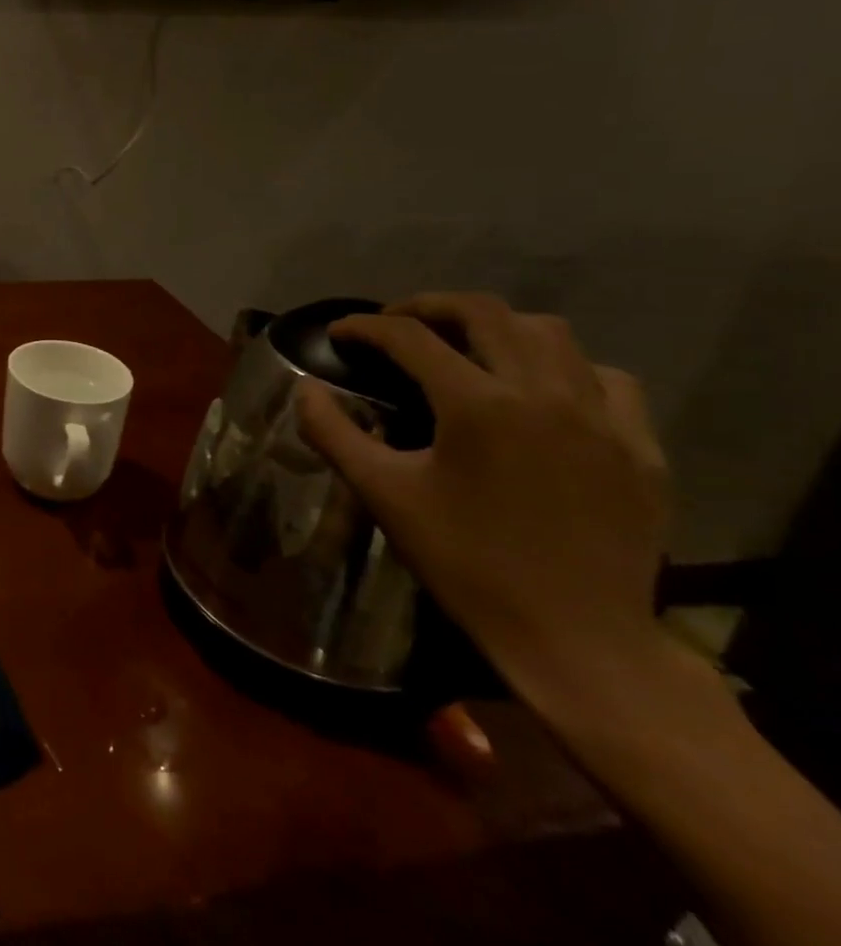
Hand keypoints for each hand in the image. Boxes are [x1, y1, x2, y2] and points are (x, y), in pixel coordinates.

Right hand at [296, 292, 671, 703]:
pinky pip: (606, 379)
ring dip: (498, 328)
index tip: (339, 334)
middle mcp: (545, 394)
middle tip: (396, 324)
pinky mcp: (641, 448)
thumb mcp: (383, 494)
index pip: (411, 338)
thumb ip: (333, 432)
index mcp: (478, 405)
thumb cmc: (466, 562)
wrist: (575, 638)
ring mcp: (603, 419)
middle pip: (486, 313)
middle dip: (430, 307)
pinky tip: (541, 393)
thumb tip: (305, 390)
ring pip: (551, 334)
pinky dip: (565, 368)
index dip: (366, 328)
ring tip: (466, 347)